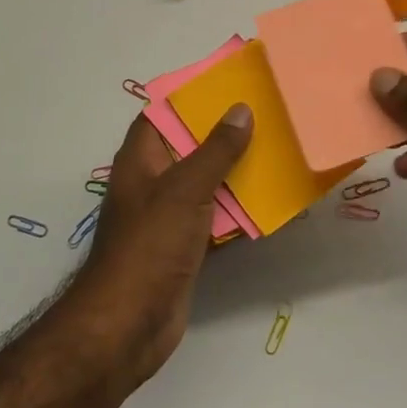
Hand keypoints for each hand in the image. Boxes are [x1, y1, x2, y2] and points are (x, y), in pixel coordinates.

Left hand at [60, 107, 251, 387]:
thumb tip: (240, 109)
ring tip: (277, 148)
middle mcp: (152, 182)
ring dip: (235, 170)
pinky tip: (270, 200)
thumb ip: (215, 150)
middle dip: (223, 133)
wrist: (129, 324)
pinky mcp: (184, 246)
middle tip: (266, 113)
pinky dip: (237, 208)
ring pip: (205, 182)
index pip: (162, 114)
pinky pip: (214, 216)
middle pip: (189, 147)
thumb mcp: (184, 189)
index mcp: (140, 160)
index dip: (190, 97)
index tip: (229, 83)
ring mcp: (168, 216)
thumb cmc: (150, 246)